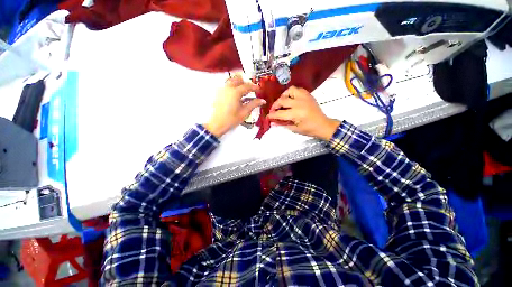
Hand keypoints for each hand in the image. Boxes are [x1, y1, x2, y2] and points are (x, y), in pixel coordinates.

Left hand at [204, 75, 265, 136]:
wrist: (217, 124)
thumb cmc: (231, 119)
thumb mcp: (244, 112)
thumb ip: (254, 104)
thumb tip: (262, 100)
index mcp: (235, 92)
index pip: (247, 86)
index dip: (255, 87)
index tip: (259, 90)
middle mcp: (228, 88)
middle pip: (238, 79)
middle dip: (246, 83)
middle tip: (251, 90)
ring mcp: (222, 90)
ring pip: (231, 81)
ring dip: (239, 84)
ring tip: (244, 93)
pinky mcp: (219, 94)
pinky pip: (227, 86)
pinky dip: (233, 88)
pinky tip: (237, 97)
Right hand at [267, 86, 339, 140]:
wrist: (323, 125)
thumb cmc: (309, 129)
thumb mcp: (295, 129)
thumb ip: (283, 124)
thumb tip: (273, 122)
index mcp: (296, 114)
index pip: (279, 113)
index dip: (272, 115)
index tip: (268, 117)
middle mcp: (299, 103)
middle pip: (282, 100)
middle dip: (275, 106)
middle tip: (273, 110)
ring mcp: (304, 97)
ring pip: (289, 91)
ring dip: (283, 96)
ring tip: (282, 102)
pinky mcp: (308, 95)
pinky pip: (297, 89)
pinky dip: (291, 93)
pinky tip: (290, 99)